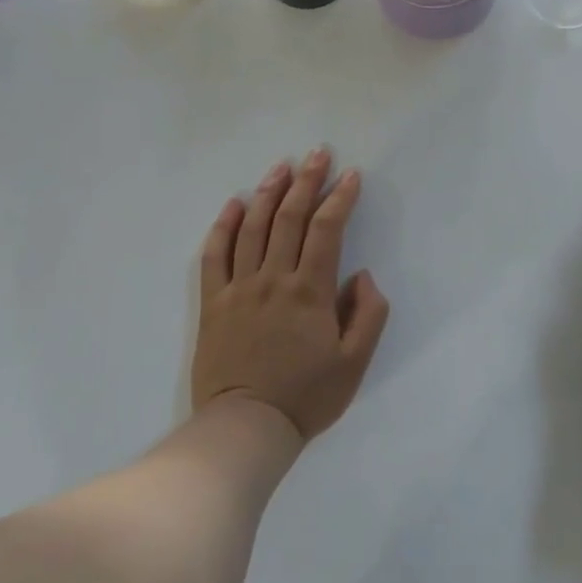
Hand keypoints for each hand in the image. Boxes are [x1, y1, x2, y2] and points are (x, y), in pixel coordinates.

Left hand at [192, 148, 390, 442]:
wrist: (245, 428)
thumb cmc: (306, 396)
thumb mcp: (355, 362)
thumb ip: (368, 314)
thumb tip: (362, 276)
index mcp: (310, 291)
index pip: (327, 230)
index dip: (340, 198)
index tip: (351, 175)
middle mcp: (273, 279)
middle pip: (289, 218)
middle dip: (306, 181)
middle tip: (318, 153)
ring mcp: (239, 288)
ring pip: (252, 227)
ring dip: (268, 192)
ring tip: (281, 167)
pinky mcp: (213, 303)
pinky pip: (214, 255)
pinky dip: (223, 226)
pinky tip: (233, 204)